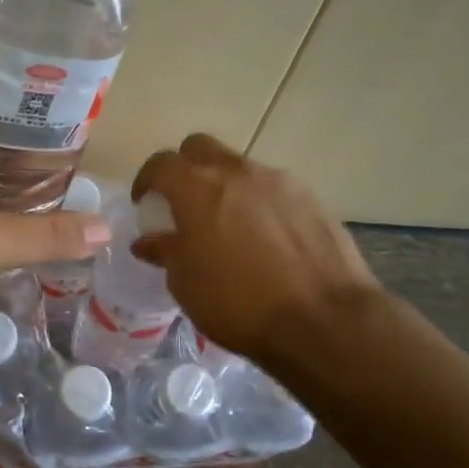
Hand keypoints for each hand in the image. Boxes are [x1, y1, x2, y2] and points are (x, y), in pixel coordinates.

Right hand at [130, 134, 377, 364]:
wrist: (323, 320)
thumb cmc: (238, 303)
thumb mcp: (186, 285)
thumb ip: (166, 252)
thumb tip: (148, 241)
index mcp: (197, 188)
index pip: (161, 164)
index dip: (147, 180)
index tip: (145, 202)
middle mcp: (237, 172)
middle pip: (201, 147)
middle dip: (185, 167)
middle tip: (184, 200)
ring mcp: (279, 181)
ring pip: (240, 167)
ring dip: (226, 186)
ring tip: (228, 224)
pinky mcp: (312, 198)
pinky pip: (274, 189)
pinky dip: (260, 203)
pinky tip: (266, 238)